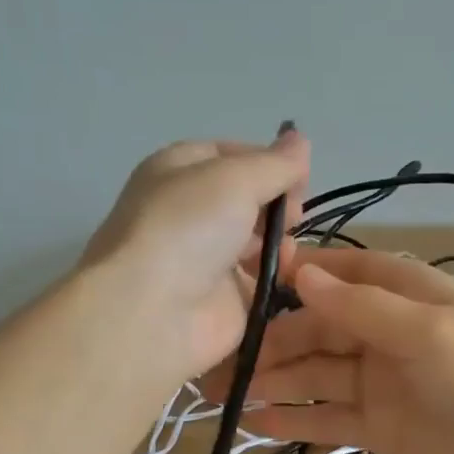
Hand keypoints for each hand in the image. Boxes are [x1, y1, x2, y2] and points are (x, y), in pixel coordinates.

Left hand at [81, 128, 310, 376]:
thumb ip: (275, 163)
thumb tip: (300, 141)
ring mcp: (204, 258)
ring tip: (287, 246)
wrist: (153, 312)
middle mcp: (189, 212)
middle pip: (246, 198)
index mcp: (178, 171)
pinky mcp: (221, 300)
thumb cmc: (188, 228)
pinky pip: (258, 281)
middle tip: (294, 214)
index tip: (300, 174)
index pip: (231, 155)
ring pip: (254, 240)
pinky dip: (276, 275)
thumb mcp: (236, 178)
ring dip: (278, 239)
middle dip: (276, 202)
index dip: (268, 161)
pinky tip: (286, 273)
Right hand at [211, 247, 453, 453]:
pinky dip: (295, 420)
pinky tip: (255, 422)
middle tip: (218, 359)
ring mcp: (381, 384)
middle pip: (318, 328)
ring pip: (316, 375)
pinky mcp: (379, 429)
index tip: (243, 277)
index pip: (343, 271)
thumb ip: (362, 307)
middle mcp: (387, 334)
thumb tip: (301, 273)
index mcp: (406, 296)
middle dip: (272, 341)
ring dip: (273, 381)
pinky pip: (328, 418)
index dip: (298, 272)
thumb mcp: (428, 333)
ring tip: (222, 394)